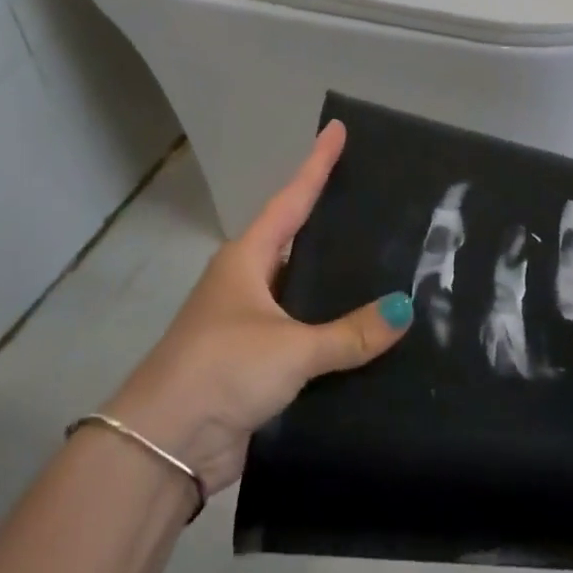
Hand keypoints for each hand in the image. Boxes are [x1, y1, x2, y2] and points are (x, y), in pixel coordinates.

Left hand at [104, 121, 412, 495]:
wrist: (166, 444)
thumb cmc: (222, 369)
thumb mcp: (290, 347)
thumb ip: (351, 333)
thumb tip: (406, 309)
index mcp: (247, 259)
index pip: (291, 199)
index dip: (316, 164)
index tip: (337, 129)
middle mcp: (249, 283)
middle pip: (299, 239)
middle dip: (333, 218)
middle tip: (378, 196)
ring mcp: (253, 323)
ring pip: (306, 291)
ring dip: (339, 282)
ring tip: (390, 259)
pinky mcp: (260, 363)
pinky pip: (308, 335)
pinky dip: (337, 331)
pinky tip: (372, 330)